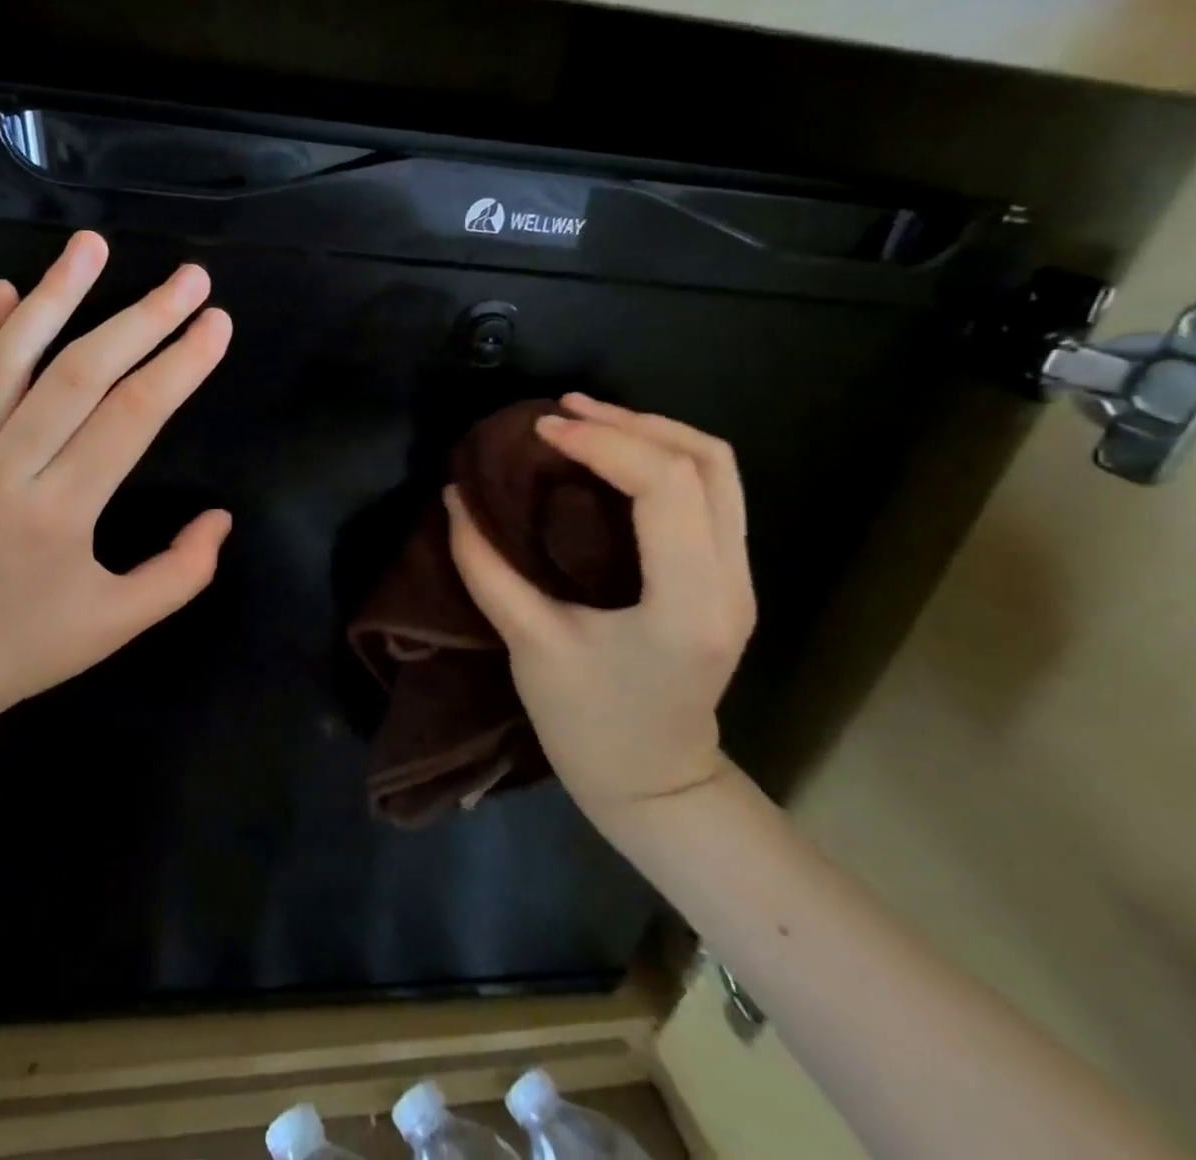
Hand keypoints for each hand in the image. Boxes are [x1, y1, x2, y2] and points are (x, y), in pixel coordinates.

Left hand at [0, 231, 233, 744]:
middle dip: (143, 318)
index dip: (180, 365)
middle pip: (82, 373)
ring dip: (56, 296)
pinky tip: (7, 290)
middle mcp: (5, 469)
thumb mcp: (116, 626)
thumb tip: (221, 517)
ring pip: (10, 358)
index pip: (132, 417)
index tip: (216, 325)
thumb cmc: (25, 648)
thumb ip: (180, 573)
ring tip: (91, 246)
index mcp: (60, 514)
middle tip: (188, 278)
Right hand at [445, 394, 755, 815]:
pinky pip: (711, 492)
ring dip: (653, 431)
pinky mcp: (728, 577)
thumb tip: (454, 498)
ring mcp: (740, 577)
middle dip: (631, 421)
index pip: (666, 485)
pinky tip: (615, 456)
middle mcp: (731, 579)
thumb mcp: (529, 646)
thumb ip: (486, 568)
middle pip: (706, 461)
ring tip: (588, 417)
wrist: (656, 785)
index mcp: (688, 602)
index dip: (604, 442)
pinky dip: (664, 458)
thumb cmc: (590, 726)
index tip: (541, 431)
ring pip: (719, 470)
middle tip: (562, 411)